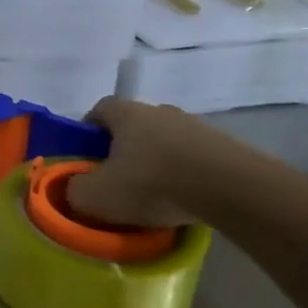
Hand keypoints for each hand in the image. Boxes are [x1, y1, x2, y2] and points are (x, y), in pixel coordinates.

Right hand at [65, 97, 240, 228]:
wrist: (233, 189)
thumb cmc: (152, 183)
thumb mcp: (95, 195)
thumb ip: (74, 189)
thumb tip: (75, 188)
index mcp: (126, 113)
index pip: (99, 109)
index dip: (88, 130)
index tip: (85, 156)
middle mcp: (160, 111)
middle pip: (133, 125)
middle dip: (122, 148)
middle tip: (116, 178)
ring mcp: (197, 127)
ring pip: (165, 141)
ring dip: (156, 161)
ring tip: (153, 193)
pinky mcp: (226, 147)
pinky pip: (193, 158)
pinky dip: (184, 173)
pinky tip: (183, 197)